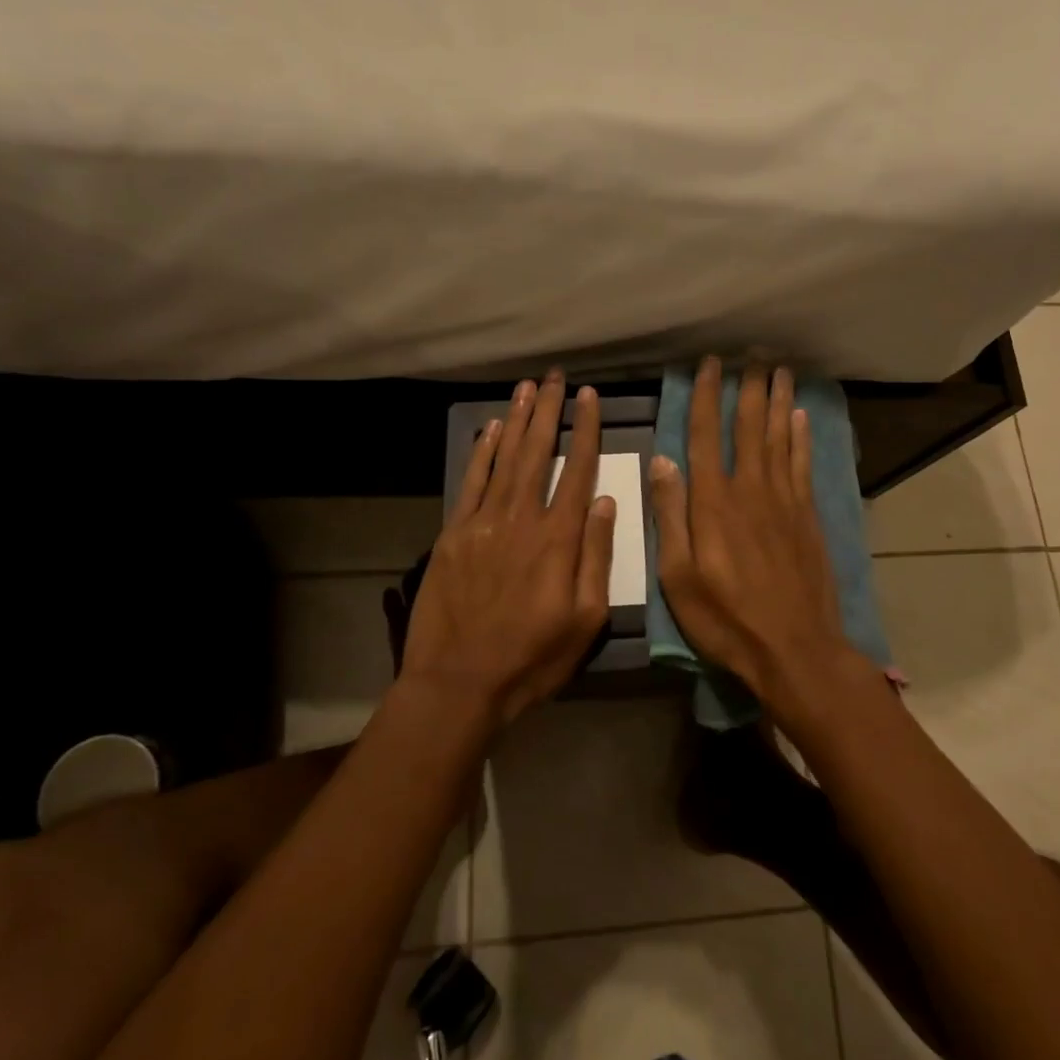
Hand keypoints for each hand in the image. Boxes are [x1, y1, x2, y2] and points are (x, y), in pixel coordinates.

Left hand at [399, 371, 616, 726]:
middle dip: (550, 411)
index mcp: (558, 539)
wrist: (458, 682)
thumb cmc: (532, 658)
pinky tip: (490, 428)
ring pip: (505, 458)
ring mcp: (483, 523)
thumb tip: (605, 501)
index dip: (586, 430)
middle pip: (538, 452)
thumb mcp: (585, 620)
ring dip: (517, 420)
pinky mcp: (454, 534)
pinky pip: (471, 482)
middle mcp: (522, 518)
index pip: (577, 470)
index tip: (591, 397)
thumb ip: (596, 556)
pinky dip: (481, 452)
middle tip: (556, 377)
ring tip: (528, 387)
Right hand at [647, 358, 851, 705]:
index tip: (708, 365)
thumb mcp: (678, 577)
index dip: (705, 397)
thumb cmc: (726, 619)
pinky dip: (800, 437)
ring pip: (778, 438)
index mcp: (712, 502)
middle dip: (746, 388)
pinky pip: (802, 465)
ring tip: (778, 369)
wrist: (795, 649)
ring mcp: (783, 501)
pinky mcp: (807, 516)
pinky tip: (799, 417)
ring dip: (777, 401)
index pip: (704, 436)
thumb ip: (670, 515)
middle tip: (750, 354)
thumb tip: (661, 459)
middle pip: (747, 427)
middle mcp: (749, 489)